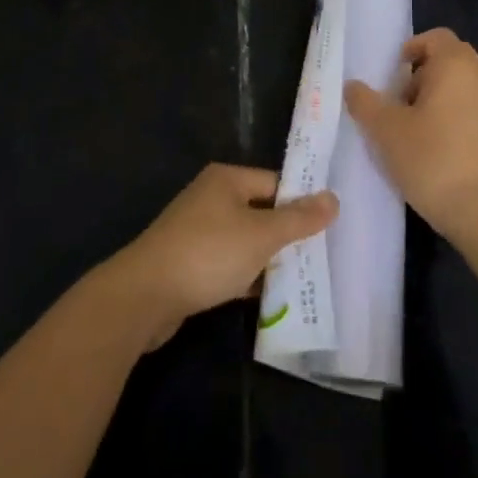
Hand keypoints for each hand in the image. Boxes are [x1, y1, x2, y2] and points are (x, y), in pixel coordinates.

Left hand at [99, 164, 337, 350]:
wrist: (143, 296)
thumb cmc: (208, 253)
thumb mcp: (261, 235)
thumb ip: (299, 219)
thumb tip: (334, 198)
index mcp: (227, 179)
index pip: (275, 184)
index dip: (300, 204)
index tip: (326, 229)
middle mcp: (210, 197)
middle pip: (260, 211)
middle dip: (285, 236)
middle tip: (318, 258)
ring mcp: (196, 230)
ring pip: (244, 240)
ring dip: (266, 259)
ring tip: (299, 281)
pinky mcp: (187, 262)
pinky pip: (226, 263)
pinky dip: (245, 276)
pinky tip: (264, 297)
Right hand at [344, 28, 477, 244]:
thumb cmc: (432, 159)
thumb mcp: (386, 130)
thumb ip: (365, 103)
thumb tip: (352, 86)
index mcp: (456, 65)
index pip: (435, 37)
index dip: (411, 49)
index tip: (392, 76)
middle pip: (448, 61)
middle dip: (420, 76)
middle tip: (398, 103)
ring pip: (459, 88)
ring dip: (435, 99)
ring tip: (412, 131)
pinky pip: (471, 111)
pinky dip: (451, 119)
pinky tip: (434, 151)